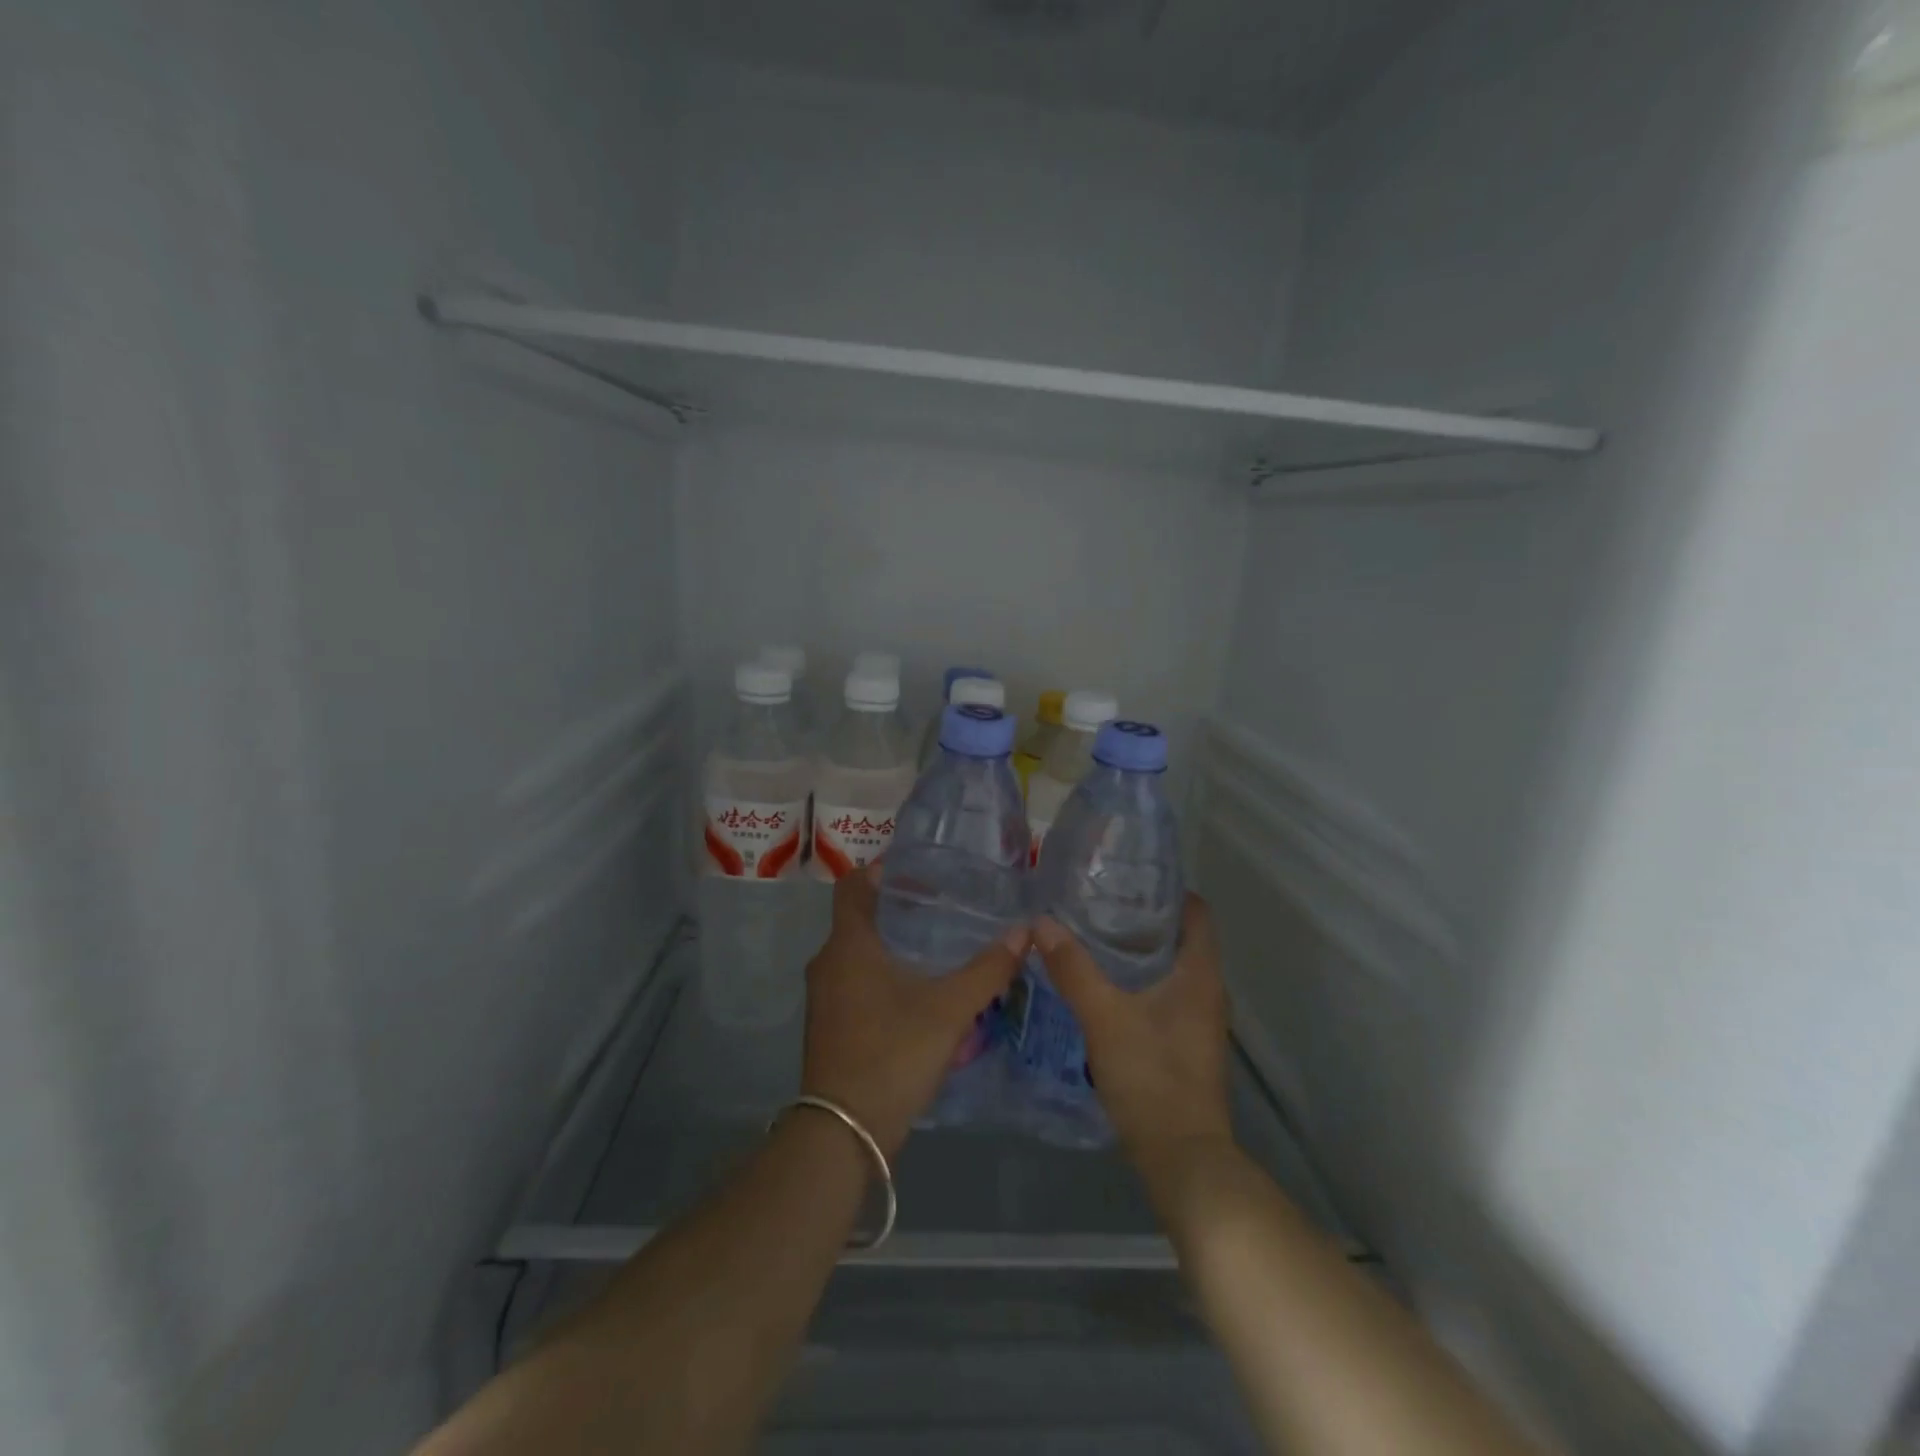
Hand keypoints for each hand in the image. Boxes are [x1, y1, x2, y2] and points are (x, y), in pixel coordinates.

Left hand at [802, 863, 1028, 1158]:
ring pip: (858, 953)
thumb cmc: (892, 1053)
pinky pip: (856, 982)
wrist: (844, 1132)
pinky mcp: (831, 1025)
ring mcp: (825, 997)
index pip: (853, 885)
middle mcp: (828, 963)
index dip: (881, 871)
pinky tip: (920, 990)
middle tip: (942, 906)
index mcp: (848, 945)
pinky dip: (883, 974)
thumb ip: (987, 970)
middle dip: (898, 908)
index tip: (919, 872)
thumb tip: (1025, 931)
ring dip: (892, 944)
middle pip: (859, 918)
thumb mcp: (949, 1010)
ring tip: (937, 945)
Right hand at [1032, 895, 1233, 1176]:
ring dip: (1139, 951)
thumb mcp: (1104, 1016)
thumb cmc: (1151, 1076)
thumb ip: (1073, 968)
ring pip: (1171, 968)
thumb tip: (1041, 922)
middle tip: (1097, 902)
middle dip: (1143, 918)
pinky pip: (1165, 994)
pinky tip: (1103, 984)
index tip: (1126, 878)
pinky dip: (1139, 980)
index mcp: (1200, 974)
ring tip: (1092, 935)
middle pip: (1181, 937)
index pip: (1196, 912)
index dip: (1167, 890)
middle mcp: (1208, 991)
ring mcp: (1199, 1020)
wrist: (1182, 1159)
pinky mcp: (1186, 1044)